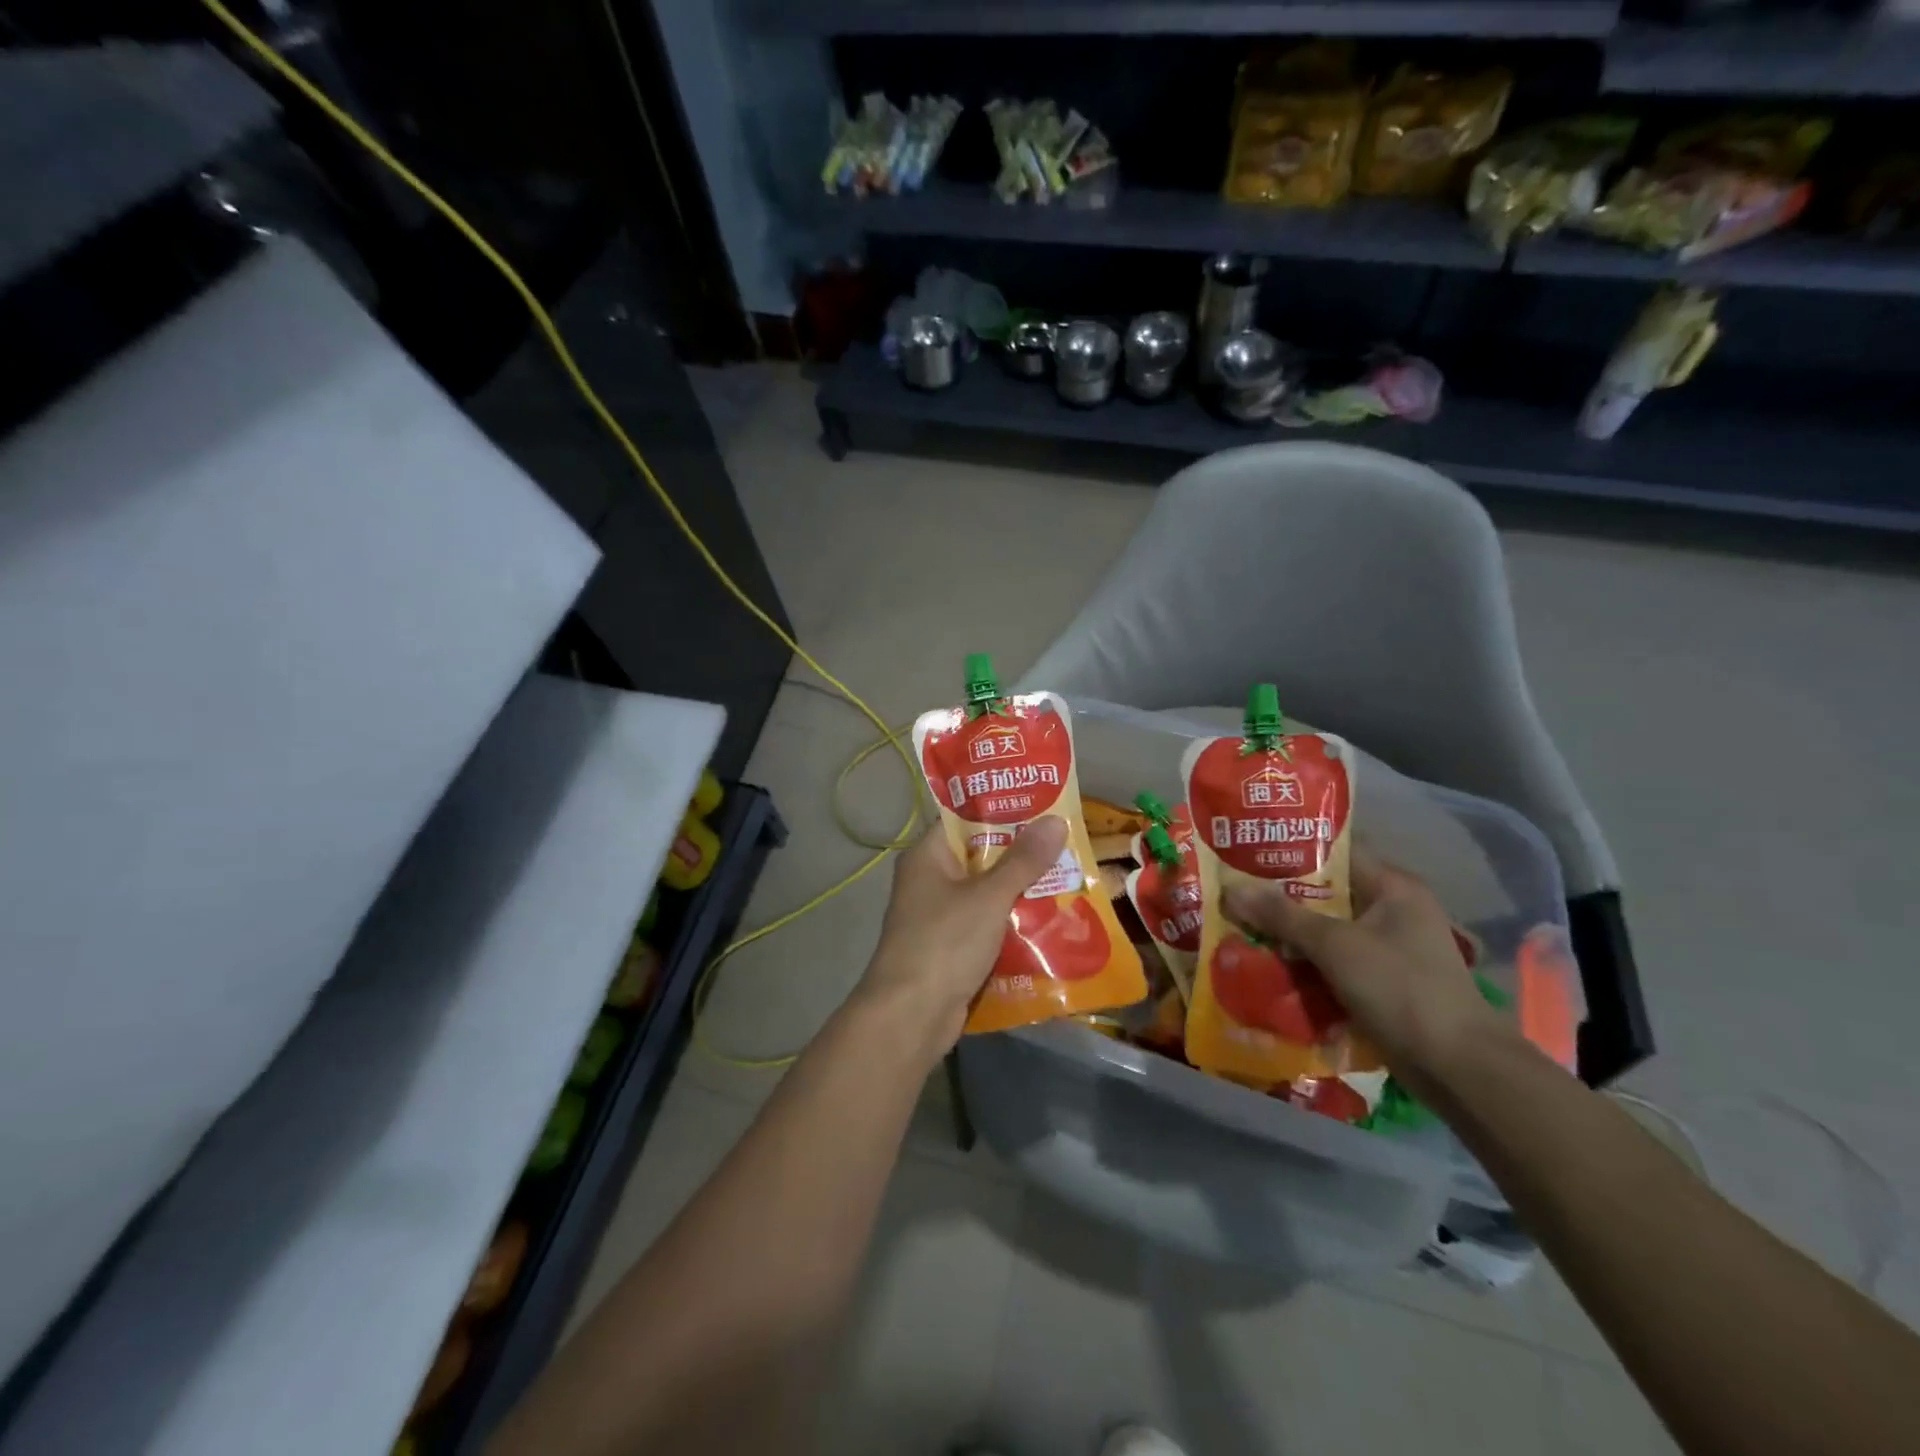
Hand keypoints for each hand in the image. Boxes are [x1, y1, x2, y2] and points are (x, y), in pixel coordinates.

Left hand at [856, 817, 1068, 1055]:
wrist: (911, 1016)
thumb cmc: (945, 943)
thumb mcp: (989, 896)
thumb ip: (1024, 860)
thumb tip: (1055, 819)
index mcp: (927, 856)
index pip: (965, 819)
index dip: (1003, 810)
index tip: (1044, 805)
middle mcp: (930, 880)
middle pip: (980, 856)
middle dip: (1022, 853)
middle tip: (1066, 841)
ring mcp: (939, 916)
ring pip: (987, 892)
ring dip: (1021, 890)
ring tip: (1069, 876)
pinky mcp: (951, 947)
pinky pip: (987, 924)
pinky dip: (1012, 922)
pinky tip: (1050, 919)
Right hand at [1222, 849, 1513, 1096]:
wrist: (1458, 1068)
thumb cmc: (1401, 989)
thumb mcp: (1335, 946)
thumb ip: (1282, 916)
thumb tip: (1230, 890)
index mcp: (1393, 887)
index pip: (1336, 852)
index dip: (1291, 850)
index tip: (1246, 851)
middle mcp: (1393, 910)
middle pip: (1327, 894)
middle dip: (1281, 897)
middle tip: (1233, 893)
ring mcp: (1390, 948)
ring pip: (1328, 930)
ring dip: (1290, 934)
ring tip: (1241, 927)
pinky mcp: (1384, 982)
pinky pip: (1335, 961)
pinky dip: (1306, 963)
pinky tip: (1270, 966)